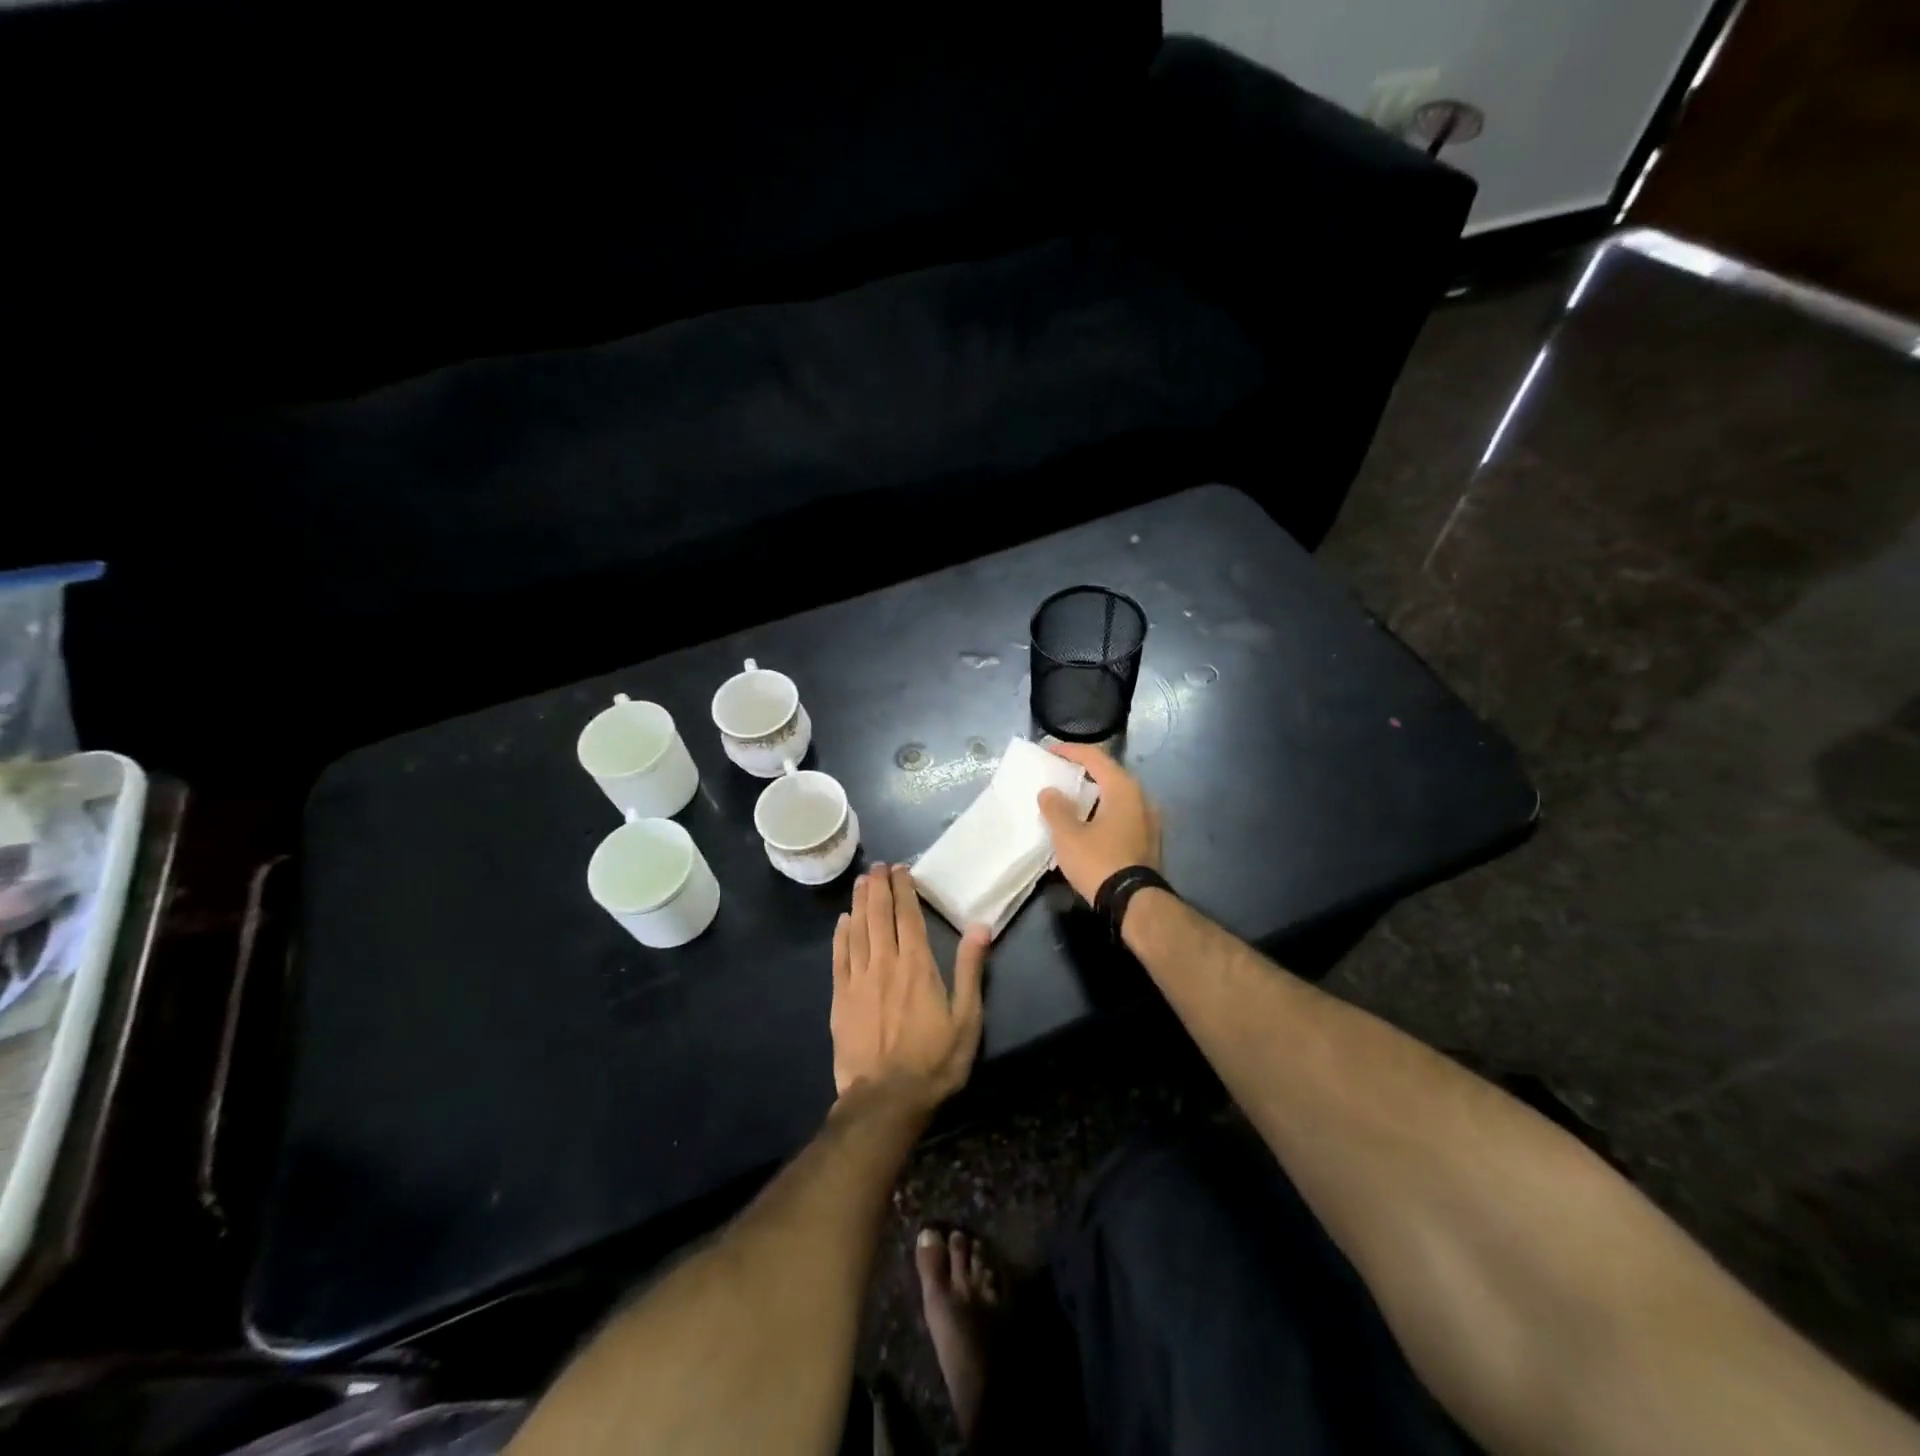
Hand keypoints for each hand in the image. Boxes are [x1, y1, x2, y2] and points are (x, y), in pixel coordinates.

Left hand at [830, 864, 989, 1103]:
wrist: (885, 1100)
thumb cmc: (934, 1061)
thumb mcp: (966, 1019)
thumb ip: (970, 970)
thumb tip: (980, 927)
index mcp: (917, 965)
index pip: (908, 916)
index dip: (904, 889)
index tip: (901, 869)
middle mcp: (885, 963)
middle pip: (879, 915)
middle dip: (879, 887)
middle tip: (878, 867)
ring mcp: (858, 980)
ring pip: (857, 930)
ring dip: (859, 903)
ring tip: (861, 882)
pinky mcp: (841, 998)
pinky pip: (839, 957)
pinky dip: (841, 935)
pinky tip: (843, 922)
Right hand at [1036, 742, 1161, 902]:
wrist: (1134, 902)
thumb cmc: (1099, 861)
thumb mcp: (1068, 835)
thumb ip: (1056, 808)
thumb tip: (1049, 791)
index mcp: (1123, 788)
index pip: (1095, 757)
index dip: (1070, 751)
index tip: (1049, 751)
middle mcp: (1141, 798)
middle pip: (1108, 775)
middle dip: (1082, 773)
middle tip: (1058, 775)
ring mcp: (1149, 820)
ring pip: (1116, 797)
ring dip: (1093, 795)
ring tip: (1069, 800)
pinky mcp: (1149, 840)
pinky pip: (1122, 815)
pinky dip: (1103, 812)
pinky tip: (1087, 824)